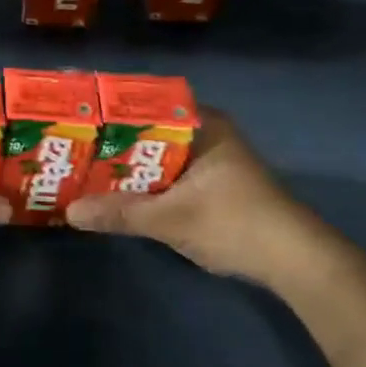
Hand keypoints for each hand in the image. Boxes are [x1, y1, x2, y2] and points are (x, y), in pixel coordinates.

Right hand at [65, 106, 307, 282]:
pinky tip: (117, 193)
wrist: (296, 263)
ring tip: (82, 168)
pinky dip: (144, 182)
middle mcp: (206, 132)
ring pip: (156, 154)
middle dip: (111, 142)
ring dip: (126, 165)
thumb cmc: (235, 224)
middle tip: (69, 146)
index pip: (144, 103)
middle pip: (146, 130)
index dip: (107, 111)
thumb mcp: (171, 219)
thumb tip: (69, 212)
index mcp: (202, 123)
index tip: (73, 118)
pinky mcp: (213, 184)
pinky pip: (167, 173)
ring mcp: (211, 159)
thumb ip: (120, 213)